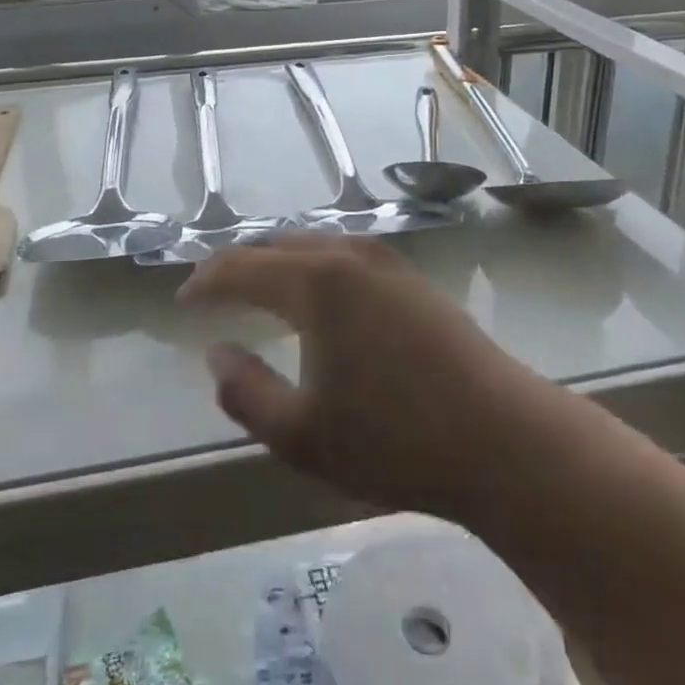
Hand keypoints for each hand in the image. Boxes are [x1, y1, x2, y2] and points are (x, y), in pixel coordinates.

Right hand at [179, 236, 543, 521]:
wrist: (503, 438)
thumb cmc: (395, 440)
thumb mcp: (301, 435)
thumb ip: (245, 392)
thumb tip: (216, 353)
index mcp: (316, 282)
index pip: (241, 267)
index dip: (205, 281)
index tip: (181, 300)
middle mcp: (349, 256)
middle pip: (278, 244)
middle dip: (239, 263)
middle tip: (212, 290)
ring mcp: (387, 262)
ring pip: (315, 244)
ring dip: (278, 261)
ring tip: (258, 288)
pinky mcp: (413, 279)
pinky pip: (345, 256)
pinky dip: (314, 266)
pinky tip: (318, 296)